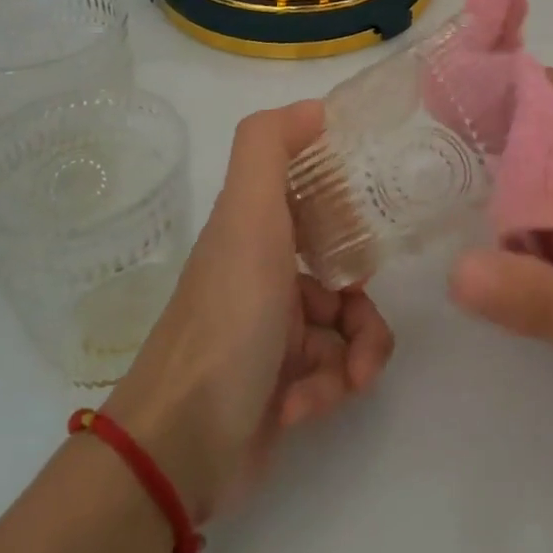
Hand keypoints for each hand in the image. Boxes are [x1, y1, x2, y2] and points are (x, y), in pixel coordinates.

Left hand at [107, 102, 394, 521]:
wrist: (183, 446)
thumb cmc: (228, 319)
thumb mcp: (248, 217)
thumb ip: (269, 148)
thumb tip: (315, 106)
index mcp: (254, 233)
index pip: (313, 204)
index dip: (345, 211)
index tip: (370, 226)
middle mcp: (263, 277)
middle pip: (342, 273)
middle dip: (363, 302)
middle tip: (359, 317)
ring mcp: (273, 336)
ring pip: (348, 327)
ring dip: (359, 350)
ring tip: (348, 376)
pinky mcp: (284, 389)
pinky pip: (334, 373)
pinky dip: (332, 387)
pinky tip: (304, 407)